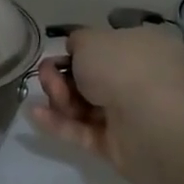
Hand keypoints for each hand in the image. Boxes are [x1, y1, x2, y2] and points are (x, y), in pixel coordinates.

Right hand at [30, 26, 183, 169]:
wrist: (148, 122)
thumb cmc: (122, 68)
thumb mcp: (90, 38)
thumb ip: (77, 40)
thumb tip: (76, 51)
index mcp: (146, 48)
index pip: (109, 46)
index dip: (80, 50)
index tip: (60, 53)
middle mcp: (143, 79)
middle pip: (91, 77)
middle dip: (62, 76)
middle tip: (48, 76)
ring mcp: (131, 114)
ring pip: (85, 104)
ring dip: (59, 98)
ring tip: (48, 96)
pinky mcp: (118, 144)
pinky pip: (83, 131)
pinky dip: (59, 123)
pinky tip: (35, 114)